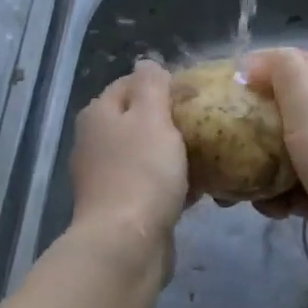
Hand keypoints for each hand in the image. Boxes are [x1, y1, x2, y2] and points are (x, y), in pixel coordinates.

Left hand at [69, 60, 189, 249]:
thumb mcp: (151, 116)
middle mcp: (96, 142)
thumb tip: (147, 63)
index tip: (197, 92)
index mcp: (98, 114)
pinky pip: (152, 185)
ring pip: (147, 154)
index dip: (163, 83)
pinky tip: (203, 188)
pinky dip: (174, 183)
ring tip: (211, 154)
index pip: (131, 83)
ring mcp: (106, 177)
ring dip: (176, 154)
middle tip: (208, 123)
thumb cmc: (141, 172)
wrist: (126, 244)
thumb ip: (151, 85)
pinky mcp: (122, 207)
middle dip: (172, 120)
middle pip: (139, 119)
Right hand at [241, 49, 307, 297]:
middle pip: (286, 109)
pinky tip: (271, 210)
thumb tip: (251, 65)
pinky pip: (290, 189)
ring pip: (283, 153)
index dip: (263, 65)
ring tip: (238, 183)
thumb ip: (283, 71)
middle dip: (252, 121)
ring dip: (258, 166)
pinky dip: (275, 198)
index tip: (227, 82)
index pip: (298, 63)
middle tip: (223, 135)